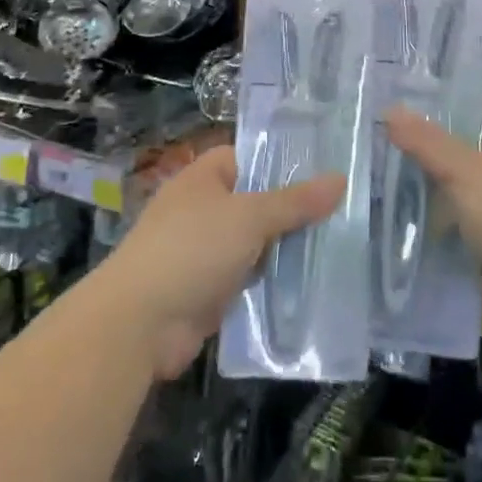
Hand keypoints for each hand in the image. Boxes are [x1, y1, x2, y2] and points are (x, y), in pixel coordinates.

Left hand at [108, 146, 343, 378]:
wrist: (140, 324)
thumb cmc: (192, 250)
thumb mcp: (250, 217)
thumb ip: (295, 201)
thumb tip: (340, 179)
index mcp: (202, 179)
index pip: (246, 157)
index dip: (280, 161)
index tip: (322, 169)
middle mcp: (201, 211)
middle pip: (255, 202)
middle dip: (291, 210)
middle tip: (341, 210)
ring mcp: (202, 253)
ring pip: (254, 244)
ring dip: (284, 250)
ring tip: (336, 245)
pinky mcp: (207, 291)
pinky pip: (248, 279)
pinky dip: (271, 282)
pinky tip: (309, 284)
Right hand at [386, 89, 481, 332]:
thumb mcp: (463, 170)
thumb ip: (426, 141)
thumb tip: (390, 110)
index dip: (458, 93)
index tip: (417, 95)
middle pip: (478, 139)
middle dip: (440, 138)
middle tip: (395, 130)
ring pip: (471, 179)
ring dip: (440, 179)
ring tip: (392, 166)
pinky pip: (470, 214)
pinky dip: (446, 213)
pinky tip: (411, 210)